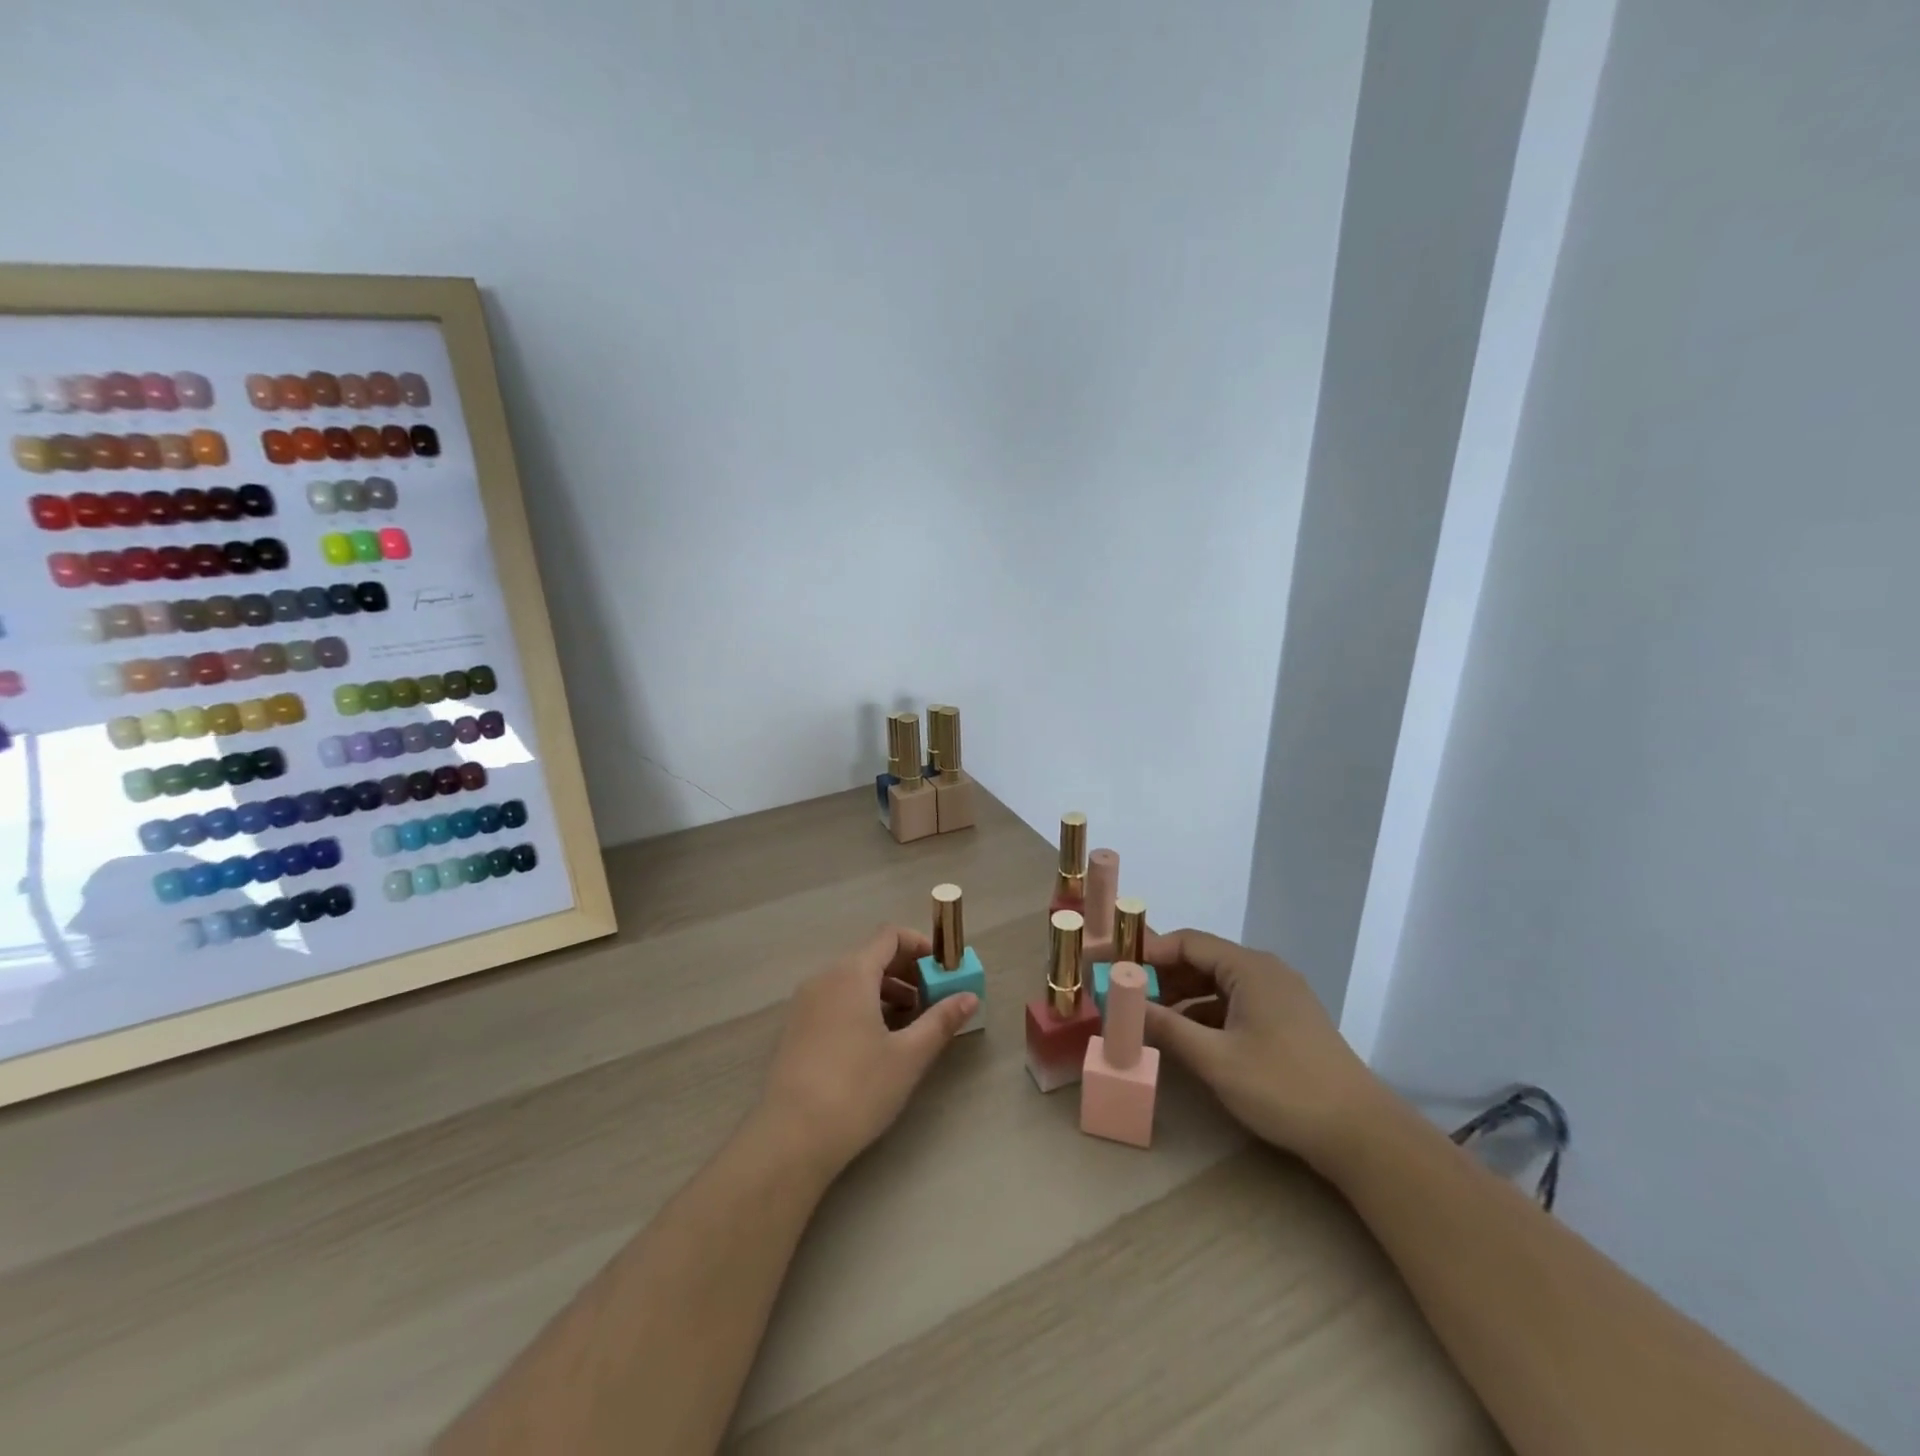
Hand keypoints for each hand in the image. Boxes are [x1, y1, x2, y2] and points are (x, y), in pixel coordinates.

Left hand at [757, 926, 977, 1180]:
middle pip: (872, 955)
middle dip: (907, 971)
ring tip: (910, 1022)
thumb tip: (969, 996)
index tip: (943, 971)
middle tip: (934, 999)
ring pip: (853, 979)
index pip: (890, 936)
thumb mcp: (909, 1056)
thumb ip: (941, 1020)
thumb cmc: (857, 1089)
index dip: (921, 946)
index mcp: (852, 973)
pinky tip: (877, 1040)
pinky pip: (836, 999)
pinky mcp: (796, 1027)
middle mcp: (825, 977)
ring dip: (886, 990)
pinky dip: (862, 1005)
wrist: (791, 1138)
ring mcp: (805, 1002)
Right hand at [1142, 929, 1388, 1170]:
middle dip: (1162, 976)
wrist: (1360, 1133)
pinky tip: (1187, 1038)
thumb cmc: (1283, 1087)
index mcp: (1249, 967)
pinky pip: (1234, 1003)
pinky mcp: (1285, 1020)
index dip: (1148, 952)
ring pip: (1217, 984)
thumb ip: (1166, 1027)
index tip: (1115, 969)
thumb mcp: (1215, 1059)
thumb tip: (1122, 1004)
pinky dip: (1206, 1014)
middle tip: (1126, 995)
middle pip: (1201, 960)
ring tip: (1149, 1018)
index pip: (1187, 943)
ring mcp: (1278, 996)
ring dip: (1182, 997)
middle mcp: (1264, 971)